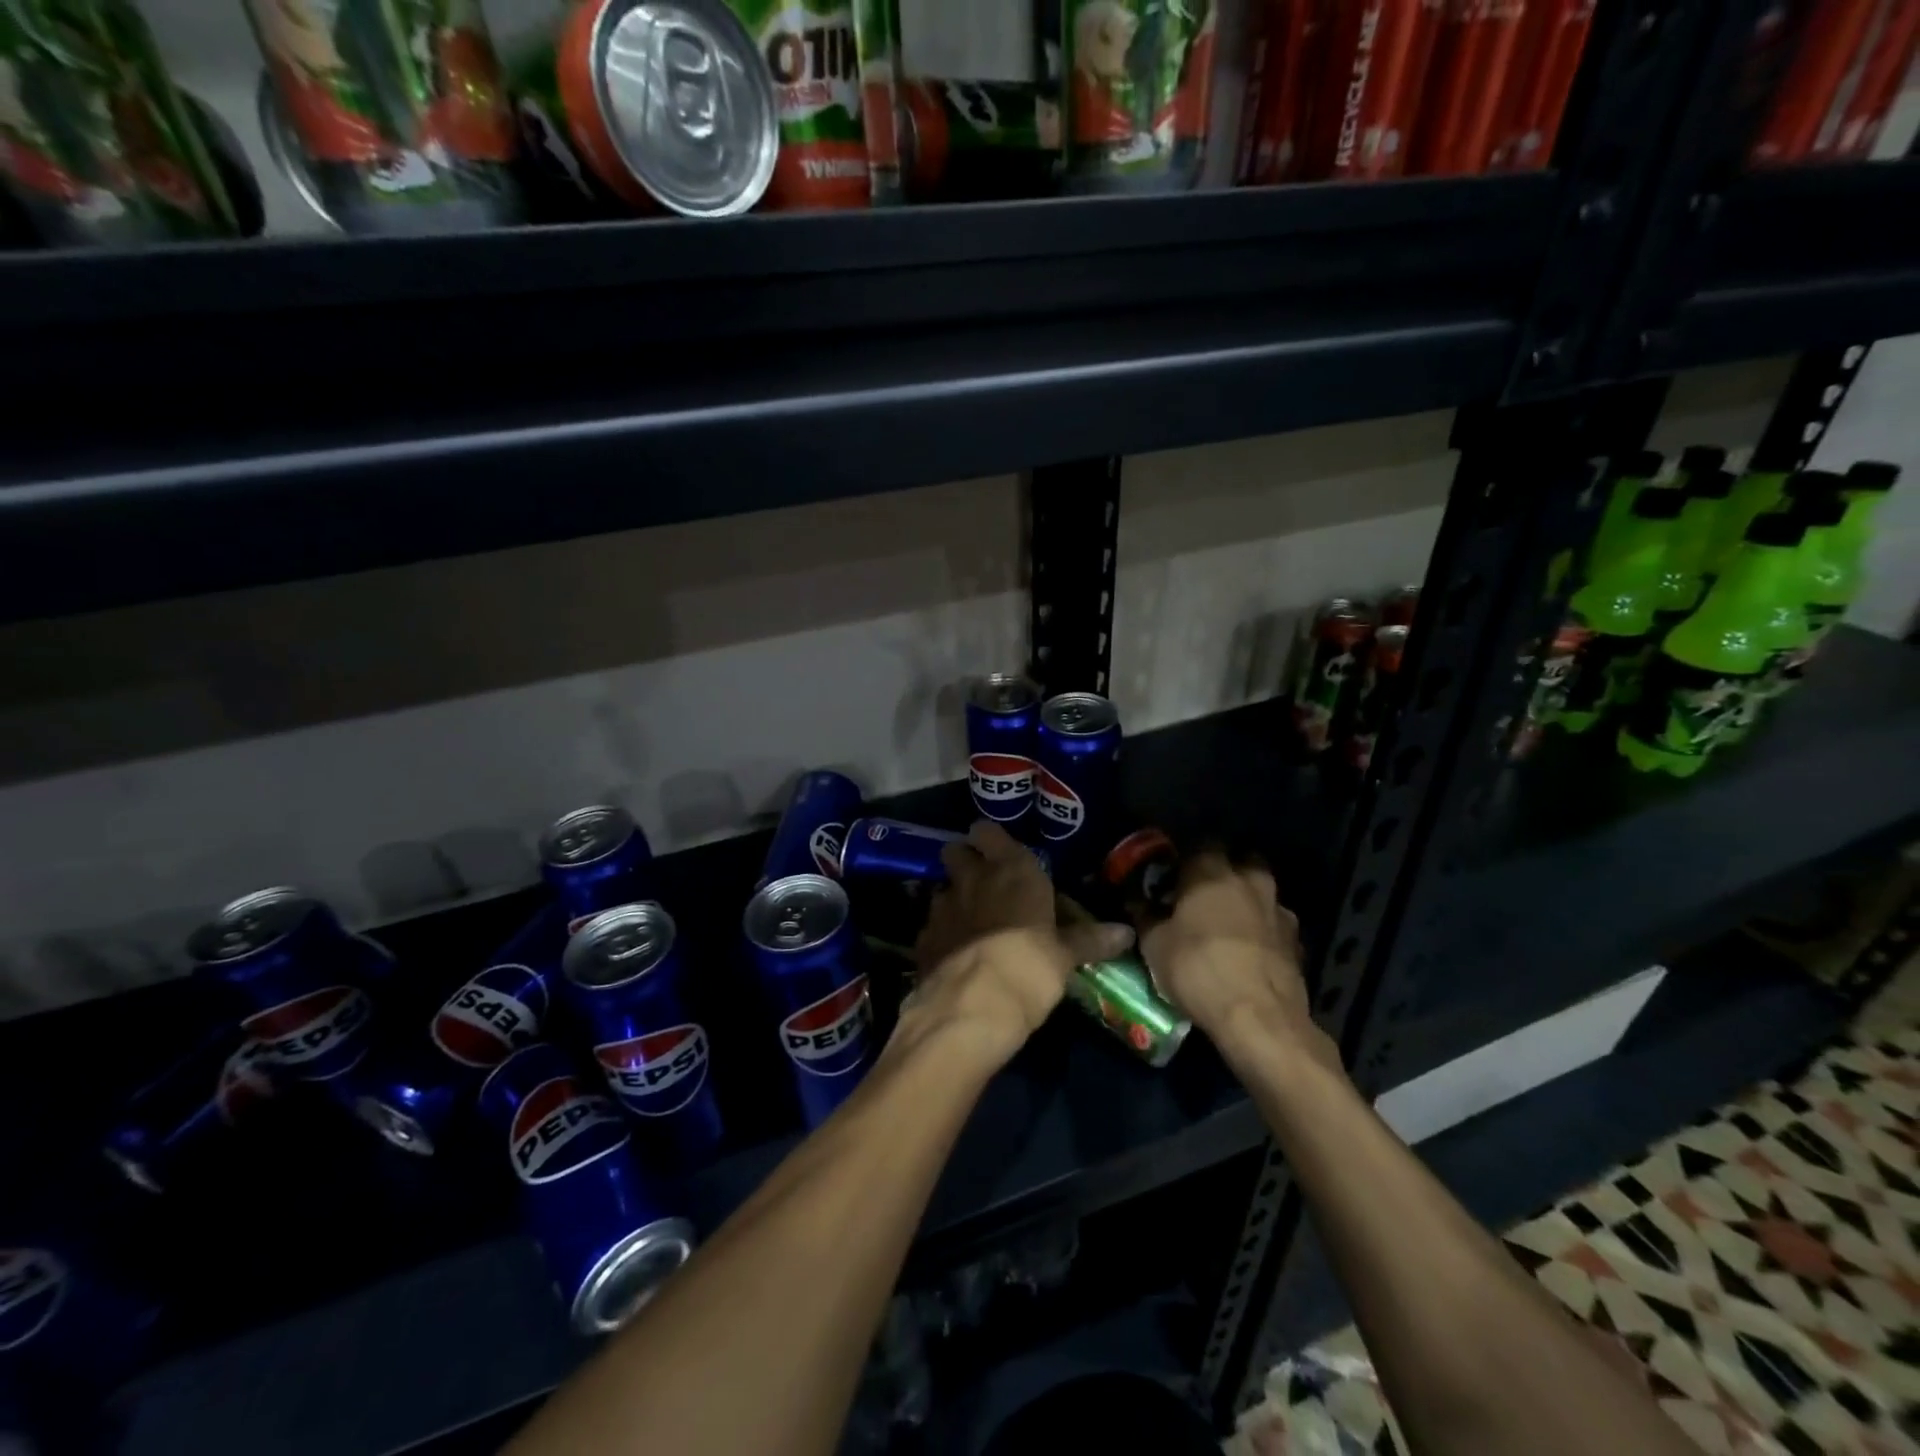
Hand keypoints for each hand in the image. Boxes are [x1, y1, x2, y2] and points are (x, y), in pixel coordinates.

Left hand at [910, 822, 1132, 1064]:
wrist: (971, 1006)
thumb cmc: (1029, 966)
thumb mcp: (1065, 956)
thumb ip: (1089, 939)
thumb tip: (1125, 932)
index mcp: (1011, 870)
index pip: (988, 831)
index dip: (991, 839)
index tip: (1001, 852)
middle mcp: (972, 878)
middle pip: (955, 851)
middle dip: (966, 862)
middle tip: (984, 883)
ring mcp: (942, 906)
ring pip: (942, 889)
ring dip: (954, 900)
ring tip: (971, 924)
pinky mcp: (923, 938)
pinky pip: (932, 926)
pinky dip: (942, 935)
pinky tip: (955, 956)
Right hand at [1136, 850, 1331, 1067]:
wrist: (1259, 1019)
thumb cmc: (1197, 969)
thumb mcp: (1154, 944)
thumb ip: (1144, 914)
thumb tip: (1135, 898)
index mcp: (1211, 871)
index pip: (1200, 843)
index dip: (1185, 857)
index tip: (1172, 876)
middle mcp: (1250, 880)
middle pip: (1240, 860)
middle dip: (1224, 870)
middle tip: (1202, 894)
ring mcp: (1279, 909)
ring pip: (1261, 891)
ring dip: (1246, 900)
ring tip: (1227, 925)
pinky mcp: (1297, 941)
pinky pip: (1274, 923)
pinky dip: (1262, 930)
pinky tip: (1248, 952)